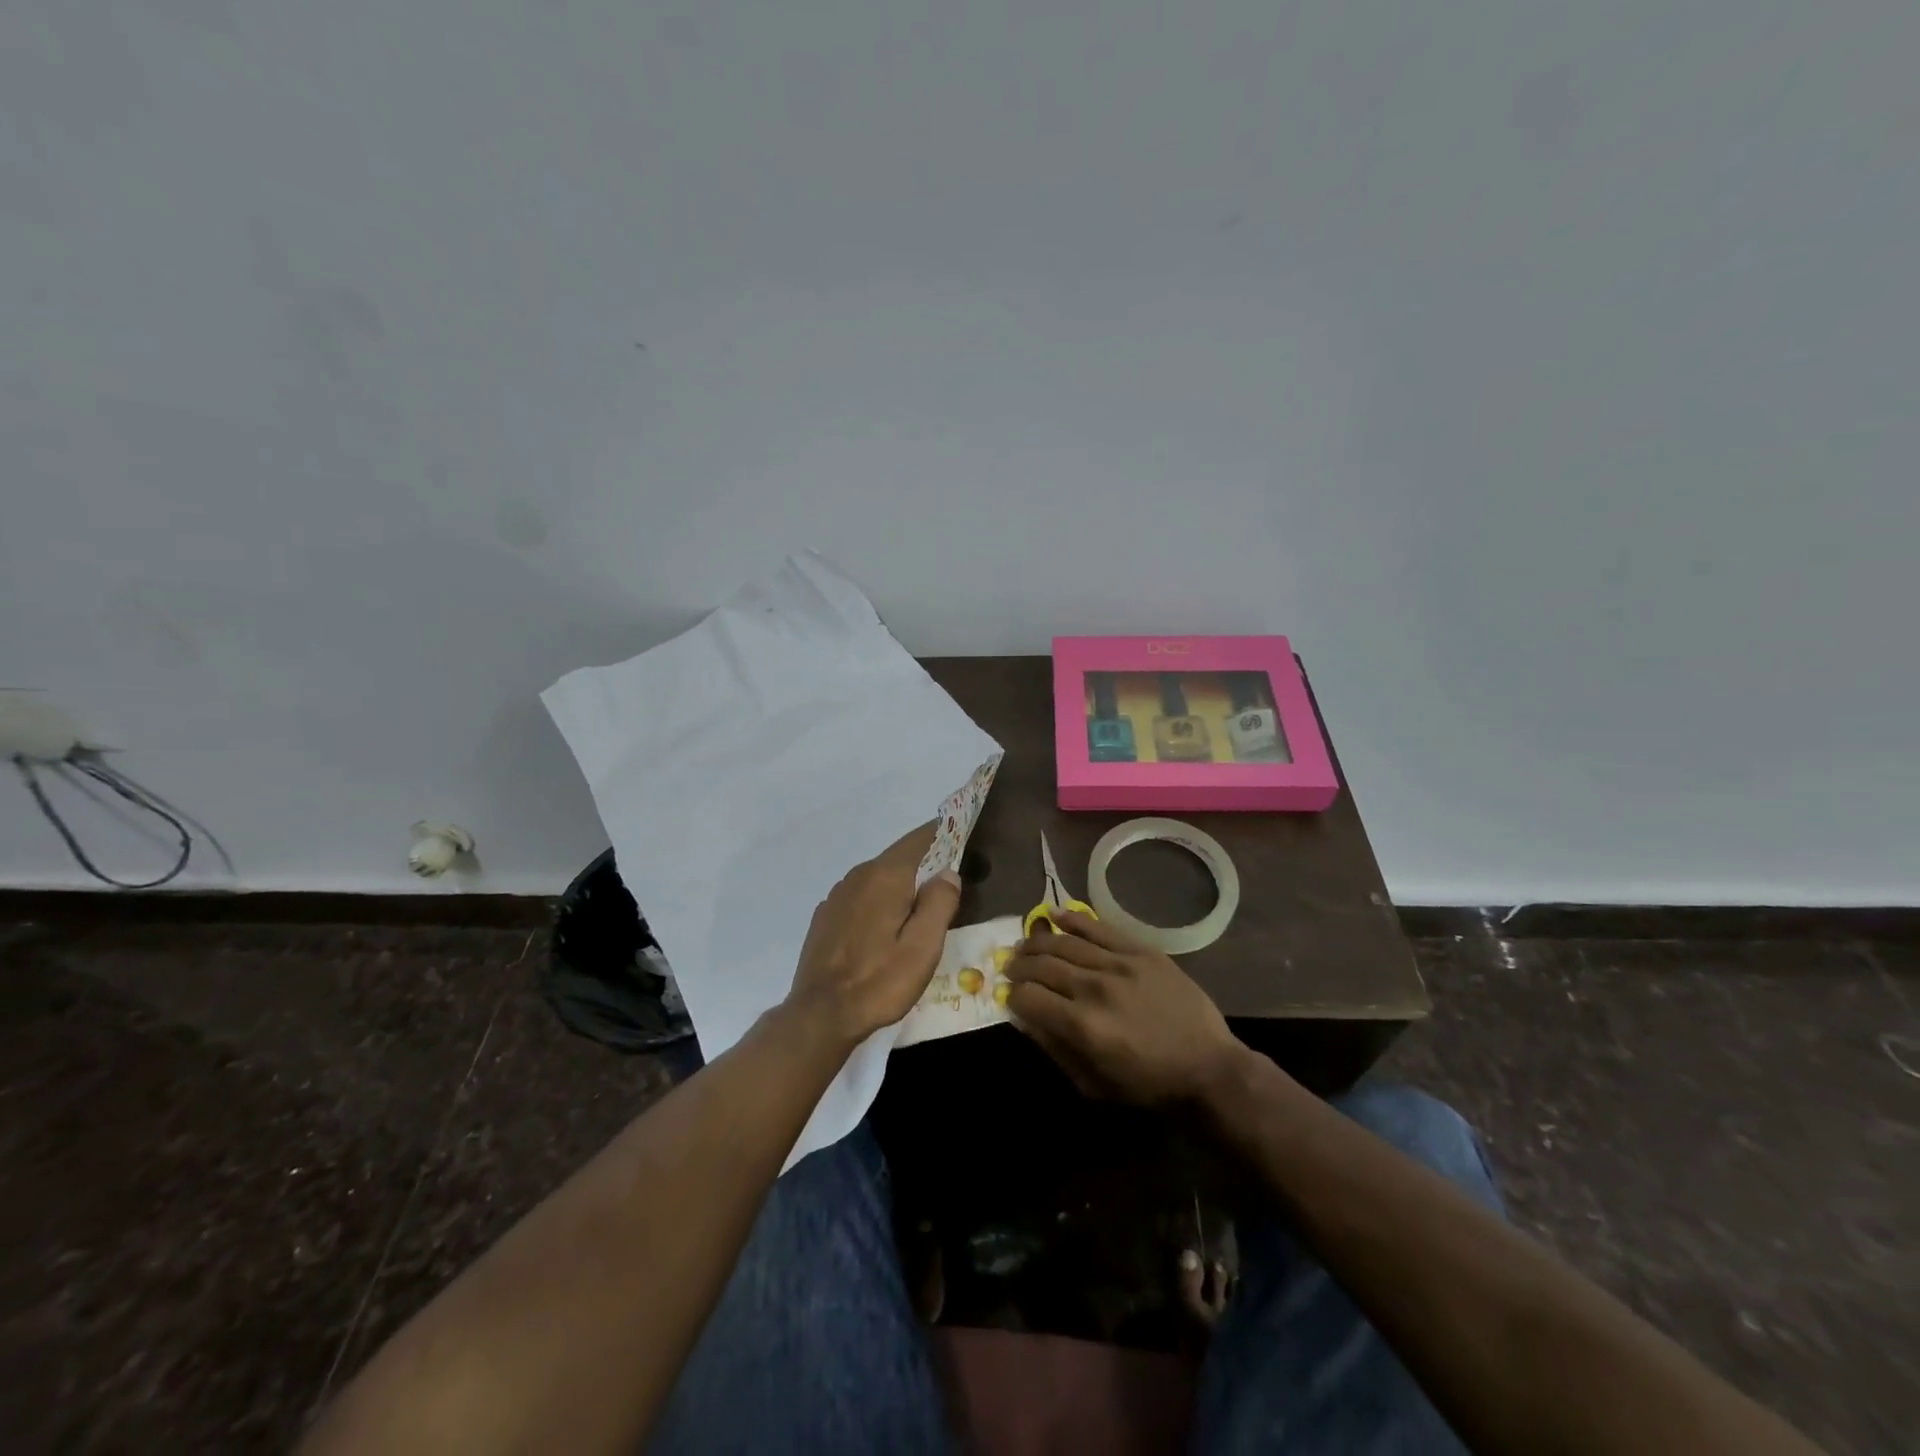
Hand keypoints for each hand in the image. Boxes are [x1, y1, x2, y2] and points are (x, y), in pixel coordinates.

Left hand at [786, 823, 962, 1047]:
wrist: (820, 1015)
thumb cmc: (878, 982)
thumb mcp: (923, 948)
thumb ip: (939, 903)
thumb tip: (948, 872)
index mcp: (886, 875)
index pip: (921, 838)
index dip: (945, 834)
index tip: (965, 840)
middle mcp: (859, 874)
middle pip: (900, 857)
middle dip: (926, 865)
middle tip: (951, 887)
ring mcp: (838, 894)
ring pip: (880, 877)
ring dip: (902, 885)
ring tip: (921, 912)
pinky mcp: (827, 915)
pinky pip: (863, 895)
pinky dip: (880, 901)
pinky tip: (886, 929)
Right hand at [1005, 910, 1242, 1104]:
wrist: (1208, 1067)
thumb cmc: (1147, 1085)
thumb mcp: (1093, 1084)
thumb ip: (1055, 1048)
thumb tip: (1025, 1018)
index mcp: (1081, 1026)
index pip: (1028, 997)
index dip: (1013, 996)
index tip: (1011, 997)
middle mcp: (1094, 988)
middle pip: (1042, 965)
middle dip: (1020, 966)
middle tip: (1011, 967)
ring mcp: (1119, 964)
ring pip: (1065, 942)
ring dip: (1038, 941)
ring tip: (1026, 944)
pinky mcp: (1140, 951)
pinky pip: (1099, 927)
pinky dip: (1073, 919)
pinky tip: (1055, 915)